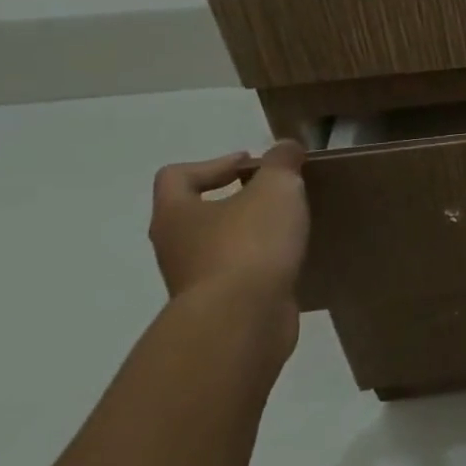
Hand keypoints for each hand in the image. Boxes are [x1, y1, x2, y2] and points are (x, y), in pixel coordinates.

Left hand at [149, 142, 308, 343]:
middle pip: (197, 212)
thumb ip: (281, 163)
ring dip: (249, 235)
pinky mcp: (220, 307)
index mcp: (175, 213)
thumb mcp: (275, 189)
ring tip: (289, 228)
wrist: (243, 319)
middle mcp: (175, 246)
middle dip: (235, 200)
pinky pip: (239, 275)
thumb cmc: (250, 243)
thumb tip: (284, 146)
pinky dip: (261, 265)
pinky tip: (290, 260)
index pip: (177, 176)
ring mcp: (194, 281)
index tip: (252, 165)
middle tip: (274, 194)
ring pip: (219, 246)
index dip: (214, 163)